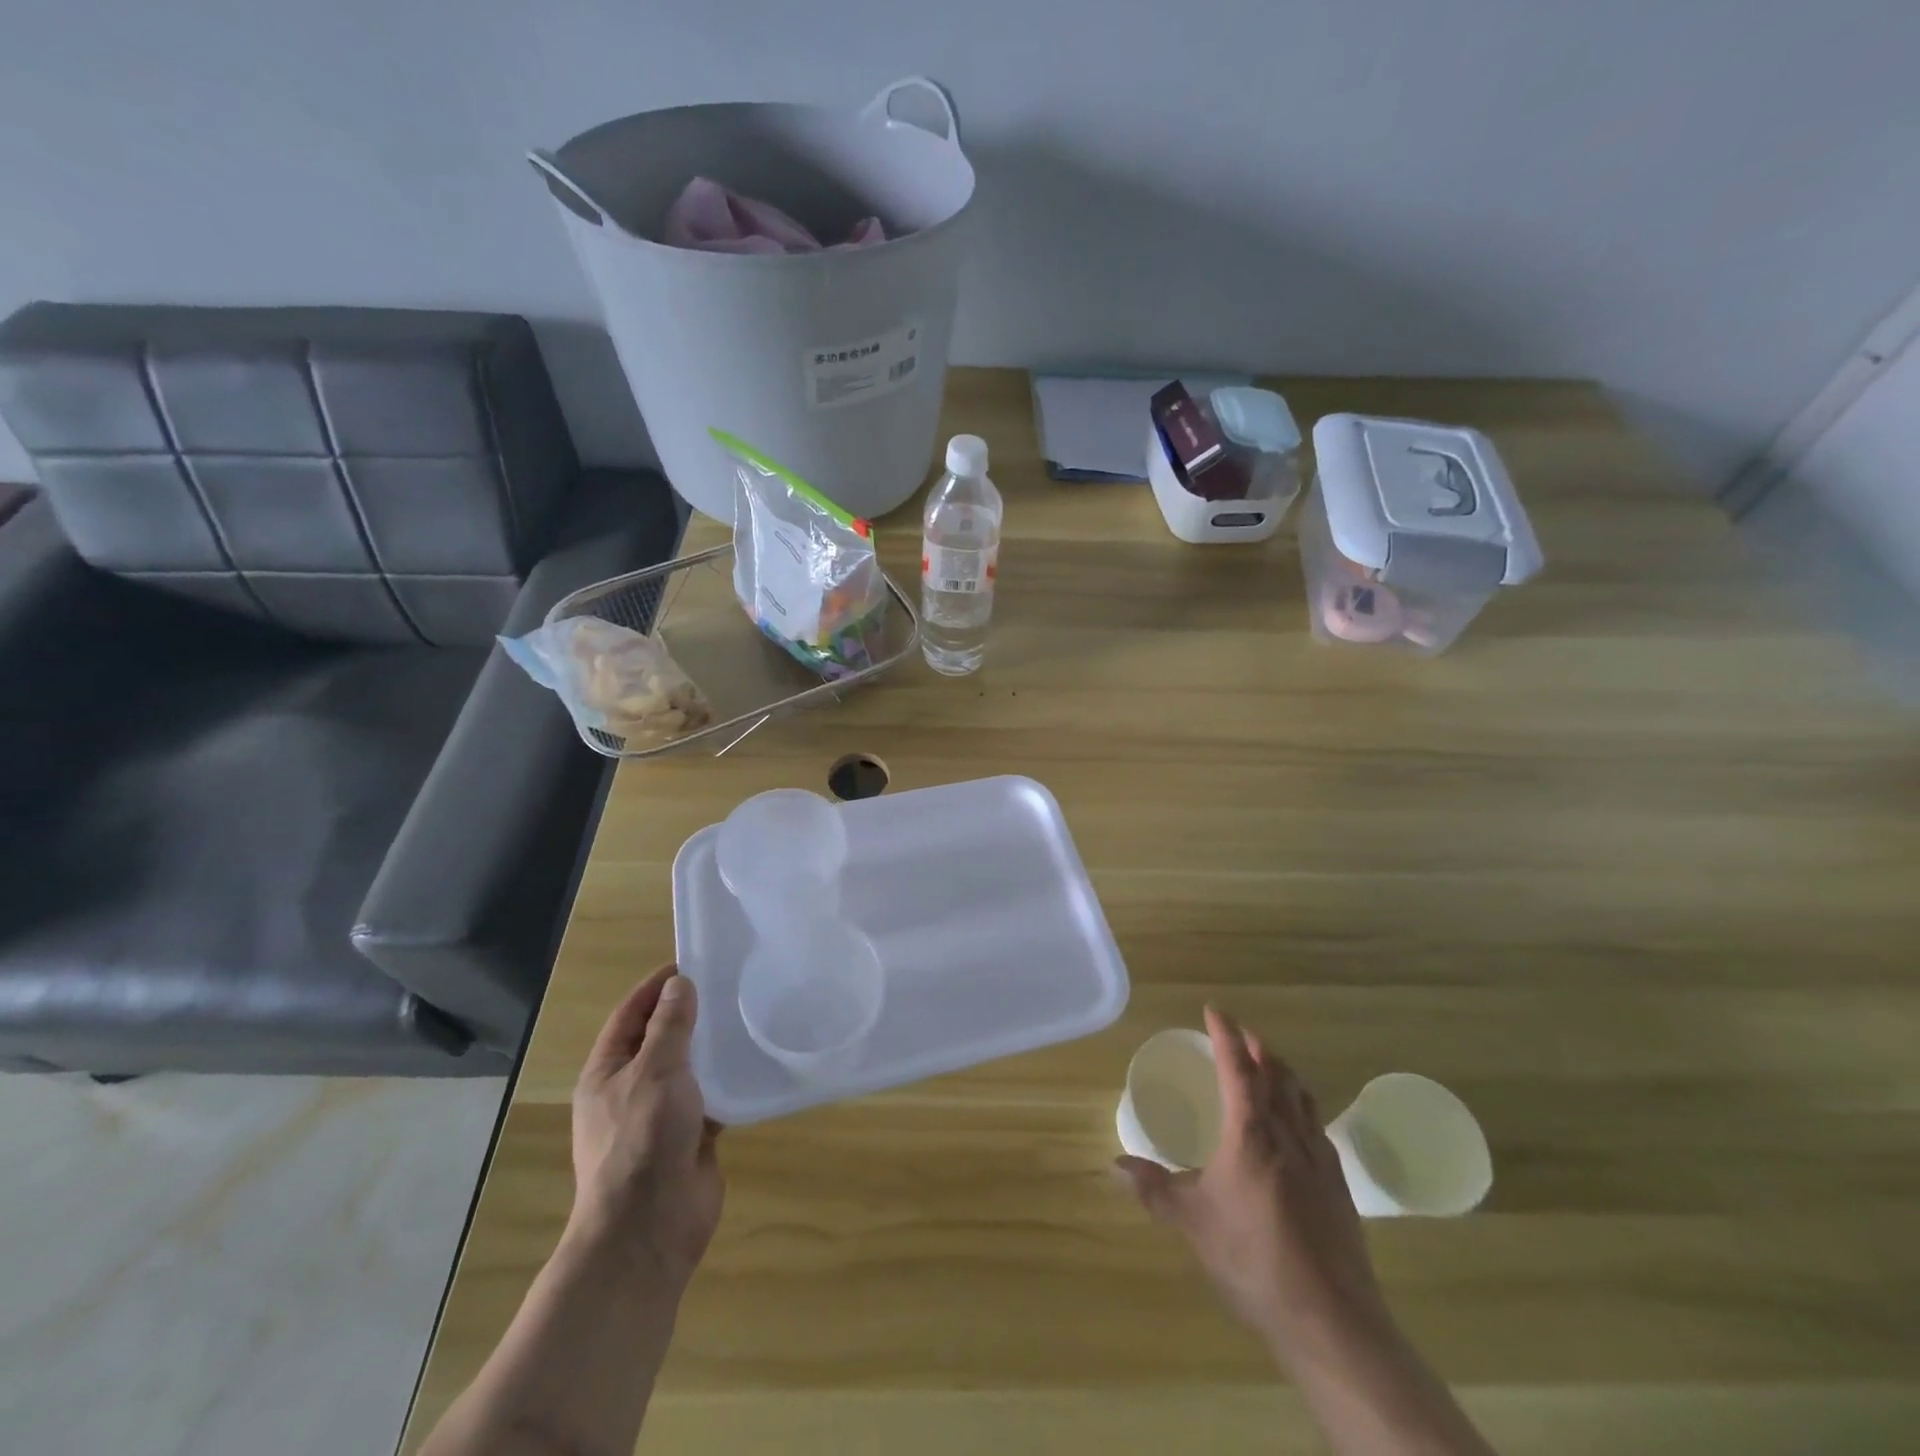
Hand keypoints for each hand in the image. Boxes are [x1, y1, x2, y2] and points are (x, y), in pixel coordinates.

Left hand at [571, 964, 723, 1284]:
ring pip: (689, 1069)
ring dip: (712, 1047)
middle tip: (729, 985)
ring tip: (747, 1015)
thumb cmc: (641, 1140)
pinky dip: (729, 1080)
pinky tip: (755, 1062)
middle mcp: (631, 1090)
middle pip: (661, 1040)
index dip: (655, 987)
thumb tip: (678, 985)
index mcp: (607, 1073)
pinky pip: (712, 1097)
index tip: (690, 962)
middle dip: (689, 1013)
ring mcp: (661, 1116)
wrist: (650, 1228)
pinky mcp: (691, 1136)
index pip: (629, 1015)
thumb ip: (669, 1027)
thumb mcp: (654, 1072)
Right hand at [1117, 1006, 1391, 1361]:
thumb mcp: (1193, 1223)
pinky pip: (1318, 1127)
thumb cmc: (1253, 1259)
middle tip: (1243, 1035)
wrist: (1330, 1319)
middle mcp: (1288, 1134)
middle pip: (1277, 1074)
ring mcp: (1319, 1159)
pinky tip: (1299, 1125)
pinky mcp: (1339, 1187)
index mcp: (1251, 1133)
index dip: (1226, 1035)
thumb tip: (1114, 1166)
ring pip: (1302, 1097)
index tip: (1215, 1010)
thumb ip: (1154, 1190)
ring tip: (1271, 1066)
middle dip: (1259, 1048)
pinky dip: (1303, 1107)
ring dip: (1284, 1073)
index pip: (1238, 1068)